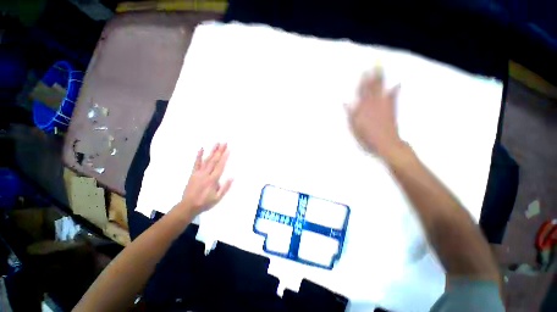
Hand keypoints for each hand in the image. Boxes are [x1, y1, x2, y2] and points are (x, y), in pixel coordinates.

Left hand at [179, 143, 232, 215]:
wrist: (188, 206)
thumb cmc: (205, 202)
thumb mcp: (218, 198)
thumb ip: (225, 187)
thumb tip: (232, 177)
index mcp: (213, 180)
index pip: (220, 166)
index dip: (224, 157)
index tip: (228, 150)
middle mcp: (206, 174)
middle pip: (214, 160)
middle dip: (220, 151)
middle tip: (224, 143)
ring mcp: (198, 173)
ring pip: (206, 160)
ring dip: (212, 151)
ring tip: (217, 143)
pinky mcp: (193, 173)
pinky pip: (196, 163)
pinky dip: (199, 155)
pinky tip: (201, 148)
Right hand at [345, 65, 401, 158]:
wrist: (386, 143)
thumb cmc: (366, 137)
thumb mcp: (354, 127)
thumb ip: (350, 114)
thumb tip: (344, 102)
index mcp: (363, 108)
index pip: (361, 92)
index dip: (362, 81)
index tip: (363, 70)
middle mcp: (373, 103)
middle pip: (372, 86)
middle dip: (373, 74)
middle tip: (375, 62)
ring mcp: (384, 105)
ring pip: (381, 88)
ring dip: (381, 78)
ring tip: (381, 68)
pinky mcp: (391, 109)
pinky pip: (393, 96)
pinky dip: (396, 89)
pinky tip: (398, 82)